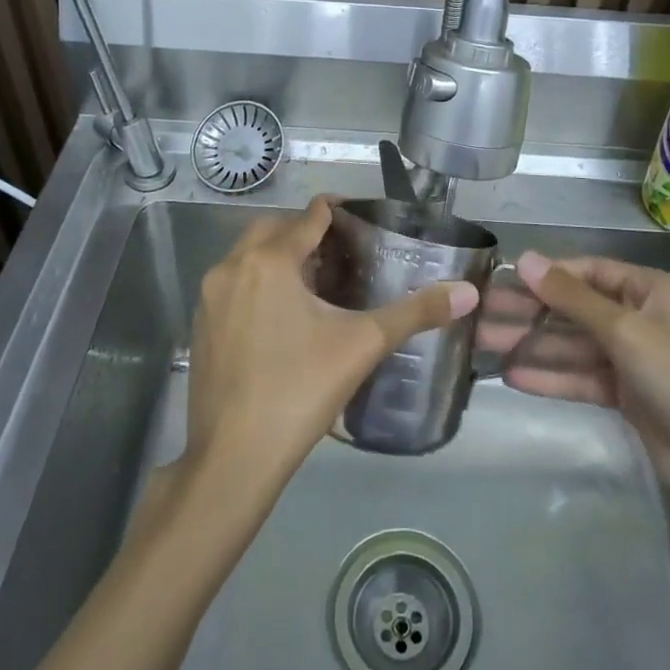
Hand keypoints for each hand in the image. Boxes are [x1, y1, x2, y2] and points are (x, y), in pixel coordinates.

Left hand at [179, 197, 478, 503]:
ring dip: (280, 257)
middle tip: (344, 253)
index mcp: (269, 260)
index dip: (338, 211)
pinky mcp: (201, 325)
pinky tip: (284, 316)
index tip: (364, 221)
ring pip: (249, 256)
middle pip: (274, 229)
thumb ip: (415, 313)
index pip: (309, 216)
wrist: (233, 458)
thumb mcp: (363, 345)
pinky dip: (259, 283)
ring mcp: (210, 297)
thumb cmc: (299, 390)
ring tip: (318, 282)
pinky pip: (234, 284)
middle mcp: (232, 267)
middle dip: (307, 232)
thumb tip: (468, 293)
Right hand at [483, 252, 669, 508]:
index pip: (589, 271)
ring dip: (533, 344)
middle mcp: (640, 318)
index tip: (503, 279)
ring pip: (573, 344)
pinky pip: (581, 377)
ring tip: (485, 343)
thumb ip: (571, 297)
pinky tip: (513, 376)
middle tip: (482, 313)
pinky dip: (550, 376)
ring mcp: (632, 358)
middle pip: (576, 308)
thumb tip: (524, 259)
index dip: (547, 275)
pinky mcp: (625, 394)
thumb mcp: (624, 330)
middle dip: (531, 312)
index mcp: (650, 291)